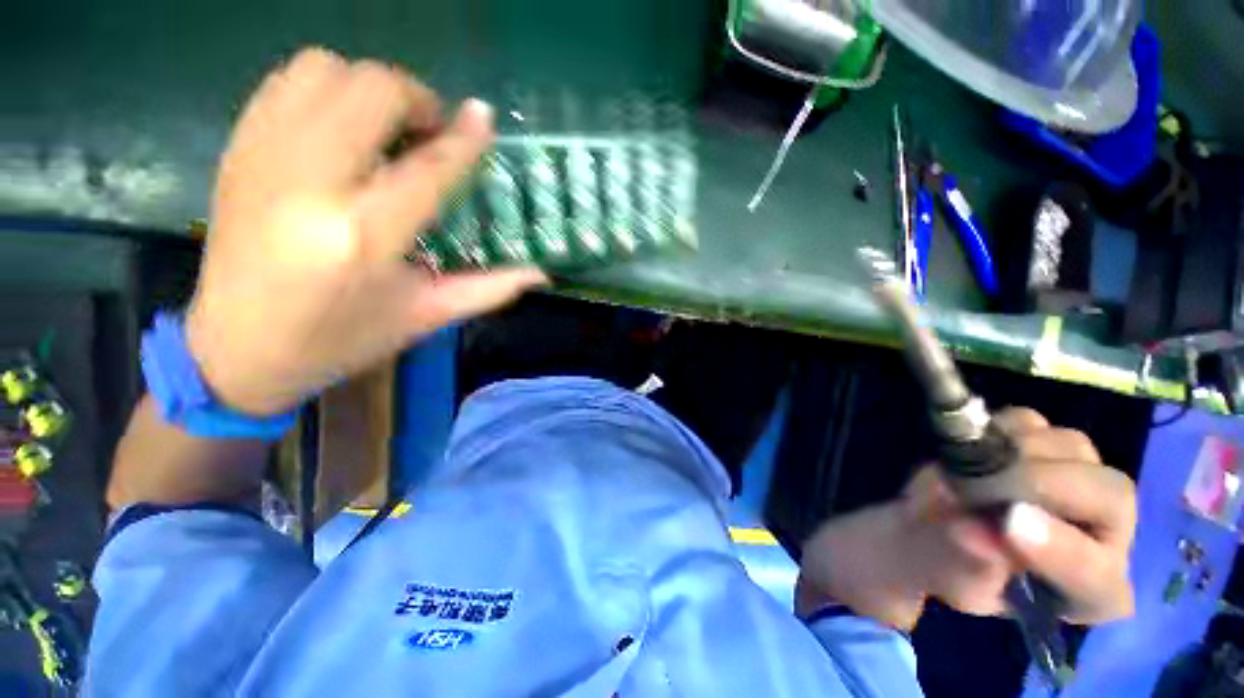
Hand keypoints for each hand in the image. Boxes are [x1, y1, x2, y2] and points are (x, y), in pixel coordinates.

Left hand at [186, 48, 544, 414]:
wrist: (236, 349)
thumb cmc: (343, 340)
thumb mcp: (426, 317)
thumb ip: (490, 289)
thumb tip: (541, 274)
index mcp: (365, 236)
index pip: (428, 167)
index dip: (464, 138)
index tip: (484, 117)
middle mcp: (311, 184)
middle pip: (371, 93)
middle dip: (416, 100)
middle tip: (433, 133)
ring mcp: (264, 158)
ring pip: (326, 71)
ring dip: (370, 89)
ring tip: (388, 128)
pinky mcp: (239, 149)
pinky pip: (287, 82)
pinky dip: (328, 89)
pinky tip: (344, 128)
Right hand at [797, 408, 1135, 630]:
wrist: (931, 529)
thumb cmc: (944, 566)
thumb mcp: (946, 578)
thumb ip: (962, 561)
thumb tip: (972, 532)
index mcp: (1089, 593)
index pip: (1097, 575)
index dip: (1061, 550)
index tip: (1007, 523)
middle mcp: (1106, 534)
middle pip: (1107, 494)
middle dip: (1037, 483)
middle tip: (971, 482)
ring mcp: (1082, 481)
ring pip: (1071, 447)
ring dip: (1008, 451)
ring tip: (960, 471)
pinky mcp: (1046, 445)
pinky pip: (1031, 421)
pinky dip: (994, 429)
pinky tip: (969, 451)